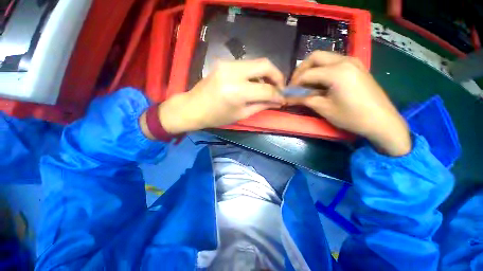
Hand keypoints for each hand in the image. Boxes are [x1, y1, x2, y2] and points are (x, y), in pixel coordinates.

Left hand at [141, 58, 284, 136]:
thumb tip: (277, 101)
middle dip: (277, 76)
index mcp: (237, 91)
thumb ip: (261, 105)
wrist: (193, 107)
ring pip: (257, 62)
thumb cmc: (216, 117)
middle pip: (265, 65)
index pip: (266, 89)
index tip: (283, 99)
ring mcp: (228, 64)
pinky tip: (255, 82)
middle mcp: (233, 72)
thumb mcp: (241, 115)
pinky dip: (255, 73)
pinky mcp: (224, 62)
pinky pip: (247, 64)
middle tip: (280, 88)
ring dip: (267, 74)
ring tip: (268, 86)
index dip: (278, 95)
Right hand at [288, 51, 410, 155]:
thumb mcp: (324, 108)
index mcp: (336, 72)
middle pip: (315, 57)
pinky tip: (320, 82)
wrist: (382, 121)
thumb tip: (288, 98)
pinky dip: (323, 70)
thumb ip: (304, 99)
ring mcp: (353, 61)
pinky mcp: (357, 66)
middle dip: (301, 70)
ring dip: (312, 68)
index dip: (294, 83)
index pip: (307, 73)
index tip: (288, 92)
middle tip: (296, 84)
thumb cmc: (352, 117)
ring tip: (306, 84)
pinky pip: (334, 62)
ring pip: (325, 58)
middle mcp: (345, 60)